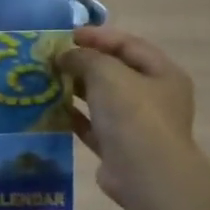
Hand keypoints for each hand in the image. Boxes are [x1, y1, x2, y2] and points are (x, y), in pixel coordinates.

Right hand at [56, 26, 199, 209]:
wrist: (145, 175)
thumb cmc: (133, 114)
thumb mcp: (107, 73)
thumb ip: (84, 58)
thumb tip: (65, 56)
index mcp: (162, 73)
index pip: (128, 44)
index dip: (98, 36)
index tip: (66, 35)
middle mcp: (153, 97)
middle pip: (115, 72)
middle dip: (84, 63)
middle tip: (52, 59)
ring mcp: (136, 125)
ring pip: (102, 100)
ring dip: (76, 90)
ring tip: (46, 81)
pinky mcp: (118, 149)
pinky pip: (93, 126)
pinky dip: (74, 117)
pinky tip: (51, 110)